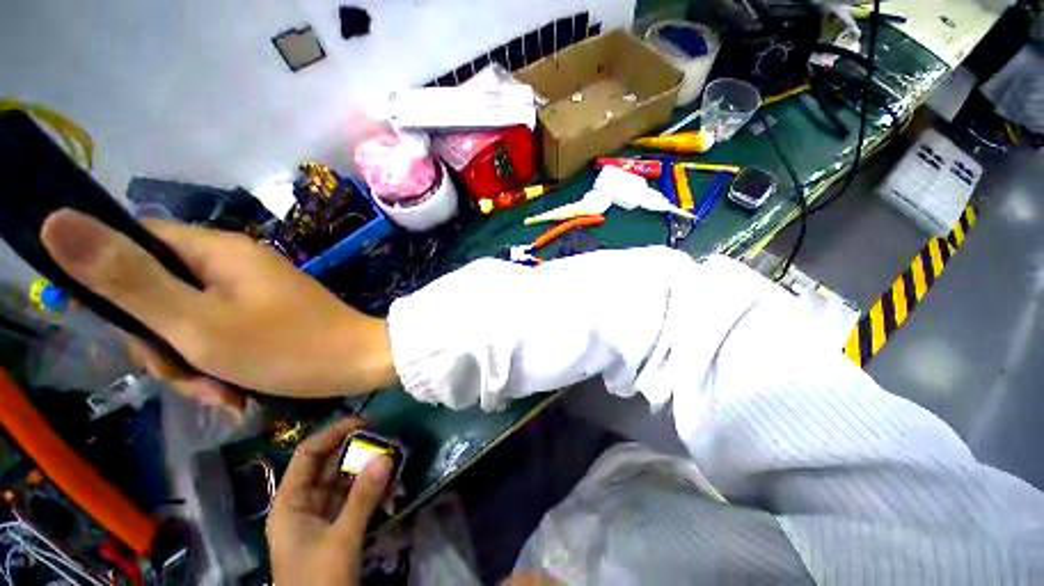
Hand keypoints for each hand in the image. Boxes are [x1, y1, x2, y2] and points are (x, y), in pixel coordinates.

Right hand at [40, 209, 397, 411]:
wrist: (361, 362)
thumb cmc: (288, 347)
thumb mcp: (195, 322)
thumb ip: (126, 278)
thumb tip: (56, 219)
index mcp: (216, 250)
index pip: (135, 247)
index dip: (116, 291)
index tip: (133, 338)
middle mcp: (233, 263)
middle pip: (159, 293)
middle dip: (163, 345)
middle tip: (189, 378)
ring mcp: (252, 291)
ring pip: (186, 323)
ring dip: (193, 364)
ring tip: (221, 394)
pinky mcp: (266, 315)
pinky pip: (219, 336)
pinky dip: (219, 366)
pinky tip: (235, 393)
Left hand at [267, 418, 390, 585]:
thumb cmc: (318, 580)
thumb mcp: (341, 539)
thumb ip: (363, 497)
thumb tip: (385, 456)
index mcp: (290, 503)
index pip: (308, 455)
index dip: (333, 434)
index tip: (365, 422)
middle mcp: (304, 505)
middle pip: (329, 466)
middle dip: (357, 450)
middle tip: (387, 438)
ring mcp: (321, 518)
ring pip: (345, 483)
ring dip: (368, 469)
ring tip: (394, 455)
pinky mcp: (338, 529)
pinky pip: (355, 500)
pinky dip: (372, 490)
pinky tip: (392, 482)